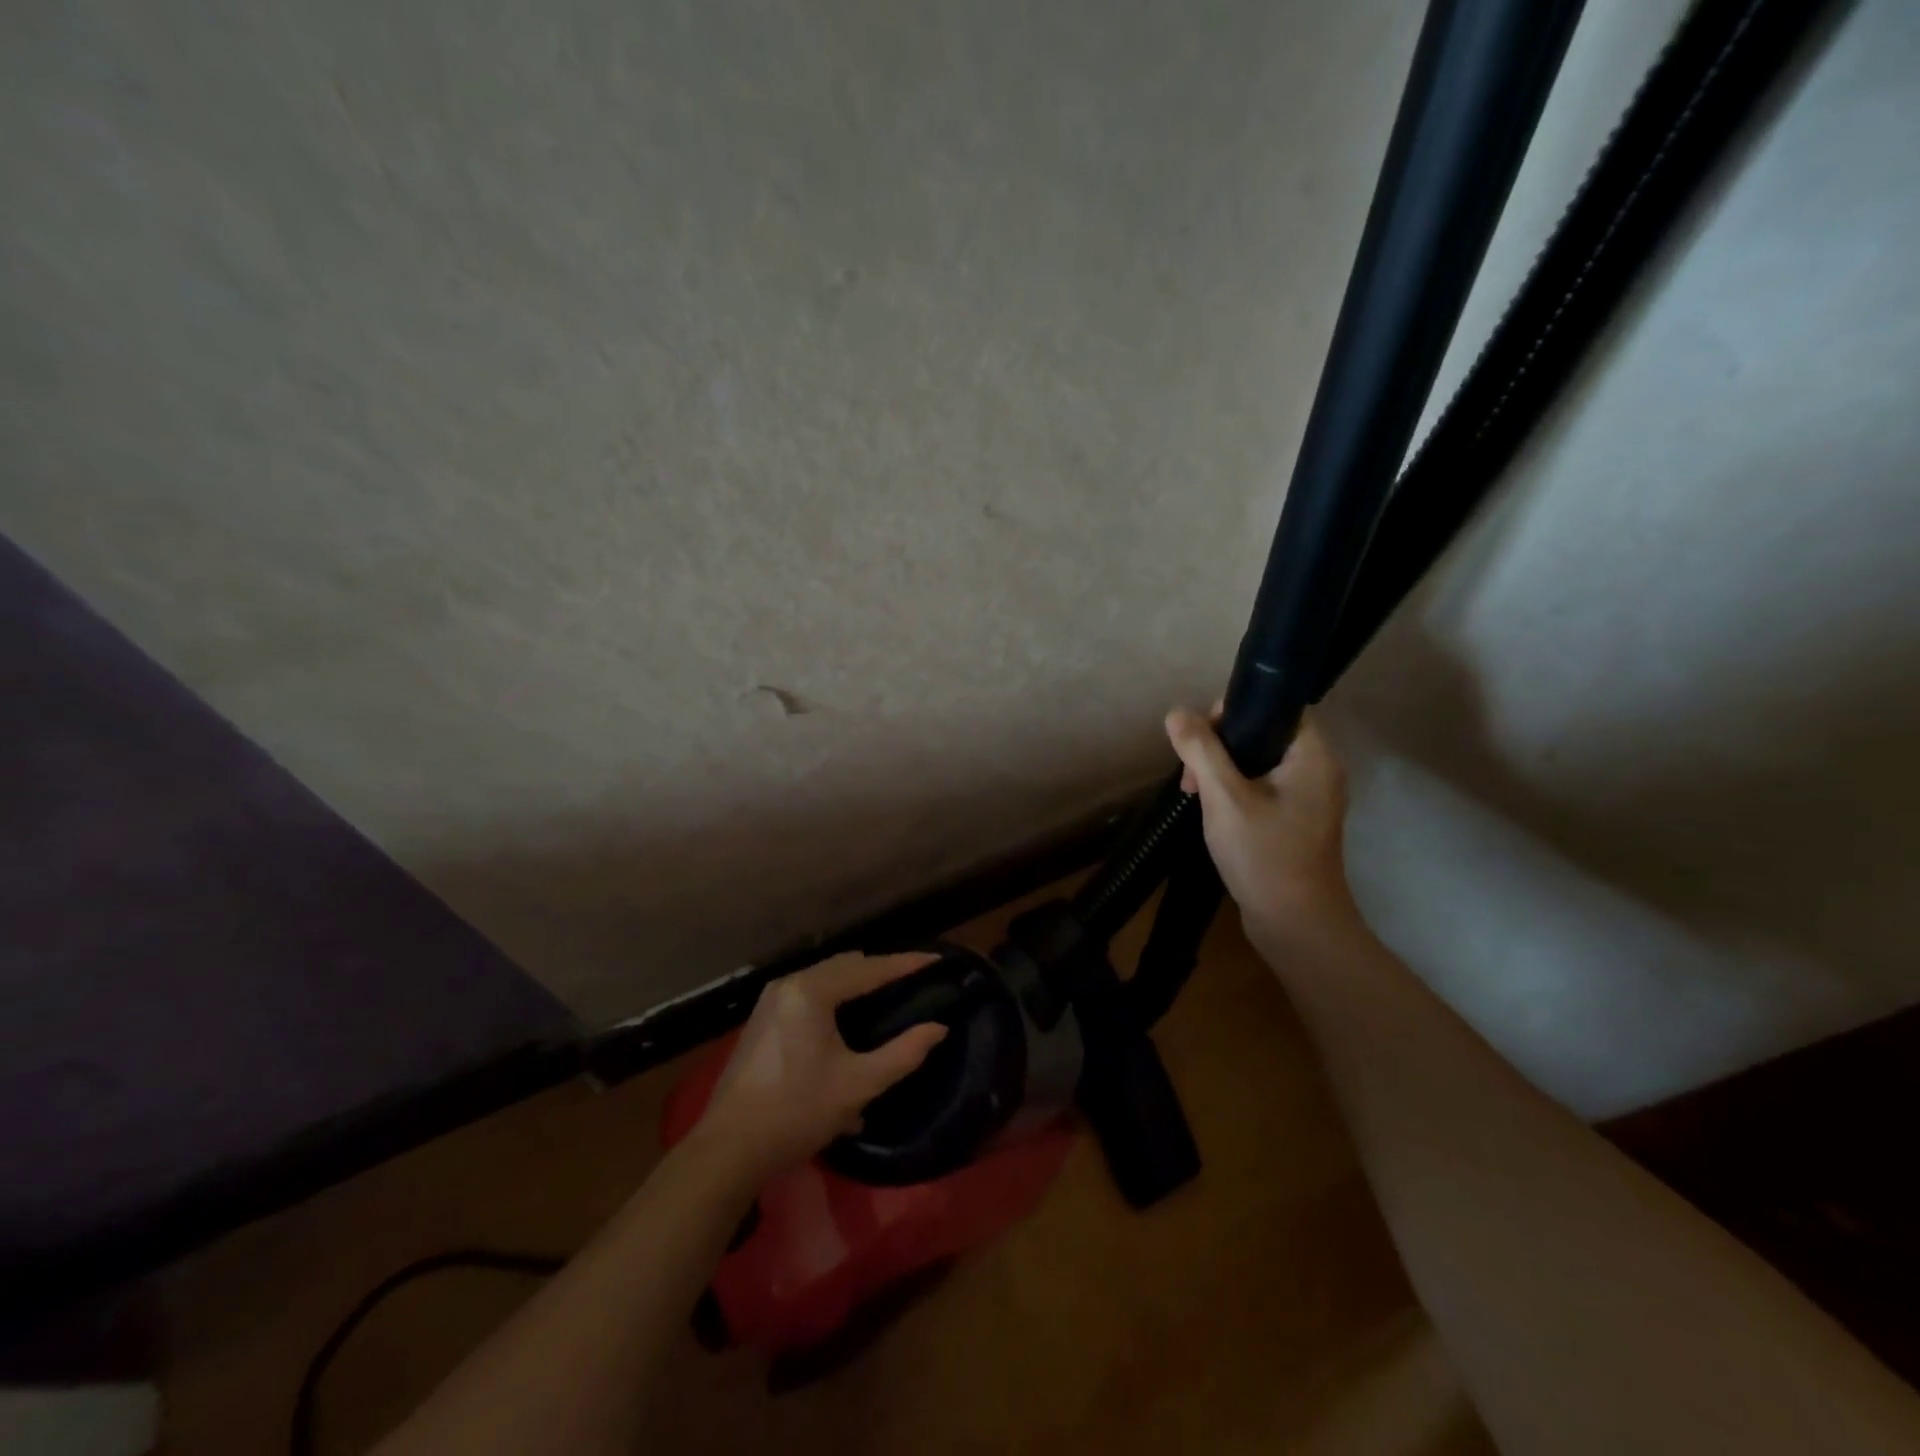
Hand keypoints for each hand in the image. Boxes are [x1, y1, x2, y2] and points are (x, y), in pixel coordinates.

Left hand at [696, 952, 948, 1180]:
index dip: (906, 964)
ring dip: (858, 983)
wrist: (728, 1150)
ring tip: (888, 997)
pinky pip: (810, 993)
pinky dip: (835, 996)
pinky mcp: (763, 1018)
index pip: (870, 968)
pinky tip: (850, 1020)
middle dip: (882, 970)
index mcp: (812, 991)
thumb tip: (938, 1028)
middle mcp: (790, 984)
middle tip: (915, 981)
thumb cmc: (797, 1112)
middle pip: (846, 965)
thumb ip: (904, 1053)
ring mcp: (772, 999)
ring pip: (826, 977)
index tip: (937, 960)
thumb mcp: (859, 1085)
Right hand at [1165, 706, 1358, 942]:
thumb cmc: (1264, 855)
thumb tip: (1177, 713)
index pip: (1277, 707)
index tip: (1201, 734)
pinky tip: (1212, 811)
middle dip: (1220, 746)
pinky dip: (1236, 791)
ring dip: (1223, 771)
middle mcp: (1318, 771)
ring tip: (1193, 795)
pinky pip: (1263, 788)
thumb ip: (1201, 751)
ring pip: (1259, 763)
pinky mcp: (1297, 822)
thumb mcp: (1224, 798)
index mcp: (1313, 756)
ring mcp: (1310, 799)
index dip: (1237, 710)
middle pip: (1264, 734)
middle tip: (1190, 775)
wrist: (1296, 926)